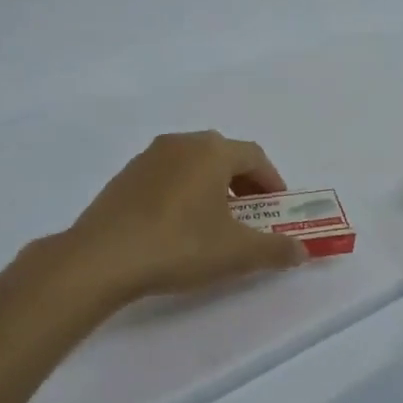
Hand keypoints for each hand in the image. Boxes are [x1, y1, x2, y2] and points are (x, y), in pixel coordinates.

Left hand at [59, 131, 307, 302]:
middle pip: (224, 155)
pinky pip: (166, 177)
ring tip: (214, 222)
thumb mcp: (236, 252)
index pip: (255, 157)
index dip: (272, 181)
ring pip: (193, 165)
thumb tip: (302, 250)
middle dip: (243, 183)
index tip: (277, 208)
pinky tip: (177, 227)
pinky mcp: (124, 177)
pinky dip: (182, 193)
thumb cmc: (179, 245)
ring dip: (211, 187)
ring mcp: (148, 157)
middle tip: (251, 214)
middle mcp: (181, 143)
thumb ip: (275, 249)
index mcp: (212, 151)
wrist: (100, 259)